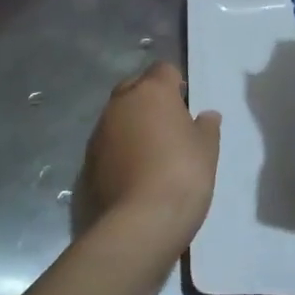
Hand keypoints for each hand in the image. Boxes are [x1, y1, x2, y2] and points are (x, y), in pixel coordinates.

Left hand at [78, 62, 220, 254]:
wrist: (139, 224)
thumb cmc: (182, 175)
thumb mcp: (207, 149)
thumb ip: (206, 127)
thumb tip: (206, 115)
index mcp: (151, 92)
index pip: (163, 70)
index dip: (176, 84)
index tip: (186, 106)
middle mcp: (120, 104)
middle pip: (135, 88)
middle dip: (150, 100)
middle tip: (170, 126)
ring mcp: (99, 132)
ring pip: (119, 116)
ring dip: (133, 126)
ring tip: (152, 154)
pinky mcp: (87, 161)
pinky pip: (108, 145)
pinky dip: (120, 151)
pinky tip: (135, 174)